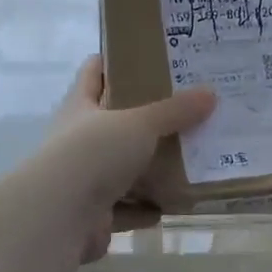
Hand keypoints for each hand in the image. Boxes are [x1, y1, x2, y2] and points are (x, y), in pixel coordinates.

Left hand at [46, 55, 215, 262]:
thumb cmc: (94, 153)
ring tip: (187, 159)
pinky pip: (126, 209)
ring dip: (149, 169)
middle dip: (145, 119)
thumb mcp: (139, 124)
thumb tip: (211, 93)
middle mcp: (78, 140)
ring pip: (121, 169)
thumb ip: (174, 111)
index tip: (148, 56)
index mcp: (80, 107)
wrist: (60, 216)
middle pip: (113, 123)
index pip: (94, 72)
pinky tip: (171, 203)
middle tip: (185, 109)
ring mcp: (83, 179)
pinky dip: (145, 208)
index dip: (115, 61)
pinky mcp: (93, 215)